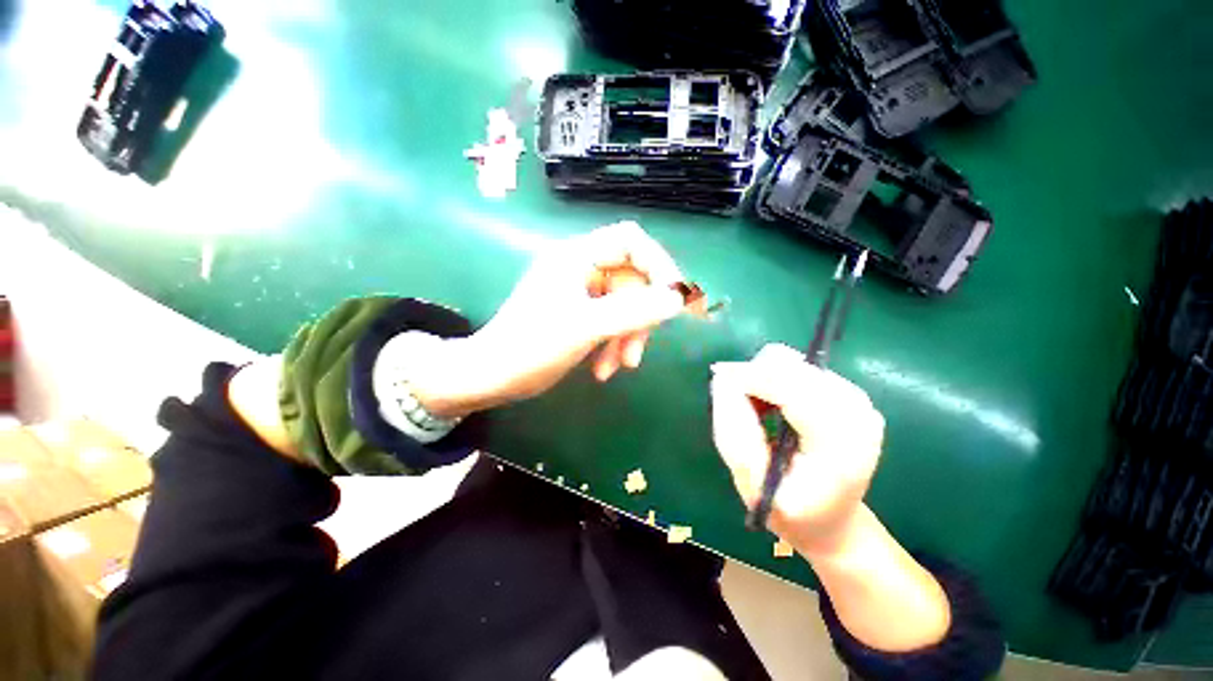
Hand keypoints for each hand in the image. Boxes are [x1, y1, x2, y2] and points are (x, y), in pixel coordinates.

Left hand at [411, 222, 687, 416]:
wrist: (492, 376)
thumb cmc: (531, 346)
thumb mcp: (586, 327)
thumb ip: (634, 311)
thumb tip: (678, 299)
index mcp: (578, 257)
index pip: (631, 241)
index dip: (658, 265)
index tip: (673, 298)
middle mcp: (581, 269)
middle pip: (632, 279)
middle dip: (640, 316)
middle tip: (638, 348)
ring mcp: (581, 294)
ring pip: (624, 306)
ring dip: (628, 337)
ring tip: (620, 366)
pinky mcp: (580, 316)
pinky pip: (611, 323)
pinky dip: (614, 344)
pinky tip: (604, 370)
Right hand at [710, 344, 884, 554]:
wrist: (834, 523)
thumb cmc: (792, 514)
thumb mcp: (753, 486)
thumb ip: (734, 433)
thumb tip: (722, 380)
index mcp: (841, 447)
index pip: (793, 390)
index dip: (752, 377)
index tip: (718, 376)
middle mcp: (857, 414)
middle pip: (792, 367)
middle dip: (755, 376)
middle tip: (736, 403)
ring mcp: (858, 401)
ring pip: (793, 362)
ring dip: (765, 378)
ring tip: (757, 410)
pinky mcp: (850, 394)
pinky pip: (799, 369)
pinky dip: (776, 380)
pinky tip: (773, 406)